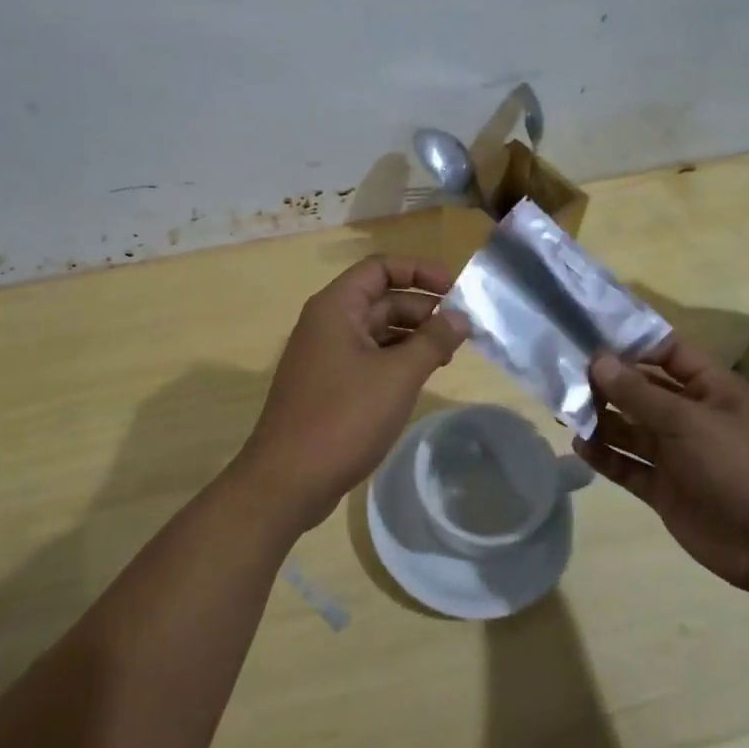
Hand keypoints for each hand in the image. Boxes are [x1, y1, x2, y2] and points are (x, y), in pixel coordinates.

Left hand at [235, 255, 470, 531]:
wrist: (288, 480)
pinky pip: (366, 357)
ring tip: (447, 355)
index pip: (379, 267)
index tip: (454, 288)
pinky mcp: (327, 385)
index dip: (418, 270)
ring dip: (411, 336)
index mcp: (336, 307)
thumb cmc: (344, 418)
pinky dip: (395, 360)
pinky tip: (419, 377)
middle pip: (380, 299)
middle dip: (421, 309)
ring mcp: (324, 355)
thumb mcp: (398, 376)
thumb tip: (460, 316)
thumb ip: (432, 341)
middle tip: (460, 330)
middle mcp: (327, 323)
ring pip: (375, 331)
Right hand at [572, 336, 748, 593]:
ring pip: (630, 428)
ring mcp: (677, 454)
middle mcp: (691, 416)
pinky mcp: (664, 487)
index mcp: (710, 389)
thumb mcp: (686, 420)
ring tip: (564, 411)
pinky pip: (628, 464)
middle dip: (607, 383)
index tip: (590, 334)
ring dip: (601, 419)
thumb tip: (598, 360)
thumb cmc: (736, 465)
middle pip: (642, 391)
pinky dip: (605, 455)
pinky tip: (579, 446)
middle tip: (564, 375)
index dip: (633, 342)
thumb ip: (638, 392)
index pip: (668, 352)